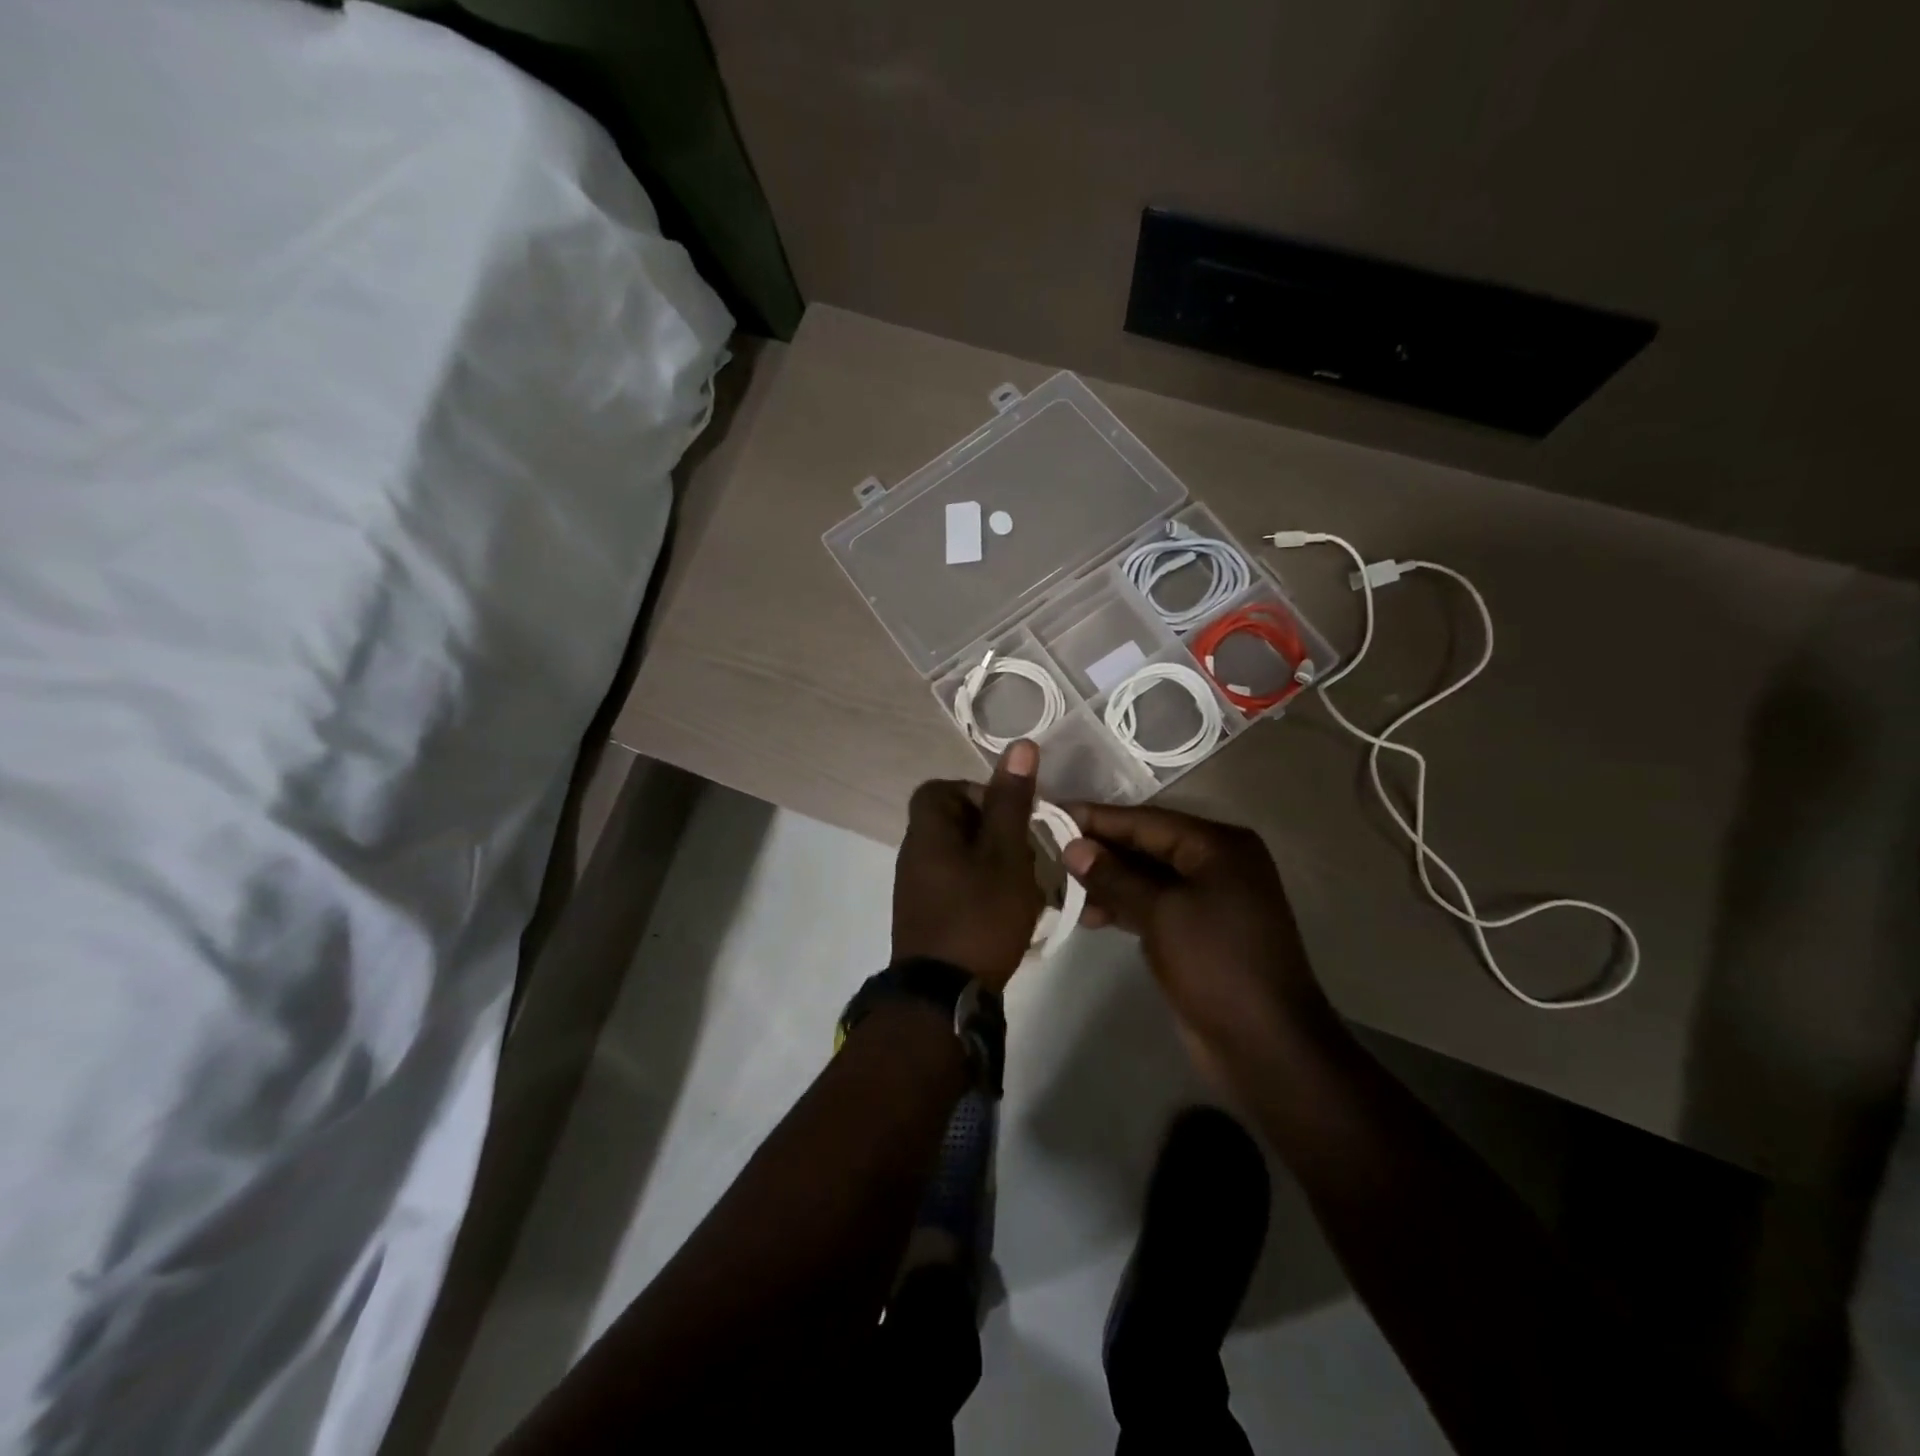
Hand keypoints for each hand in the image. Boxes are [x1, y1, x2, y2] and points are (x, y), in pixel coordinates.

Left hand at [892, 741, 1044, 990]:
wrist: (944, 996)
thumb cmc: (979, 915)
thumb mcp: (1005, 854)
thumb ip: (1011, 801)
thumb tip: (1019, 745)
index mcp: (927, 831)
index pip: (940, 789)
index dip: (976, 792)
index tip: (1010, 814)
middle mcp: (913, 854)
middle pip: (952, 822)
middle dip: (993, 830)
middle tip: (1024, 850)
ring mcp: (916, 888)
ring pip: (957, 856)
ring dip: (991, 861)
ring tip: (1023, 882)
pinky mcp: (926, 916)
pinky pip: (955, 884)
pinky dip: (981, 887)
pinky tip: (1007, 908)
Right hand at [1062, 804, 1334, 1064]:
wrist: (1265, 1045)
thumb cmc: (1215, 964)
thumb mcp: (1160, 913)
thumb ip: (1114, 876)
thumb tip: (1073, 847)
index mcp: (1219, 846)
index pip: (1147, 821)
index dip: (1098, 818)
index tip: (1053, 812)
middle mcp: (1217, 863)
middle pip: (1147, 846)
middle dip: (1100, 850)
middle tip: (1048, 848)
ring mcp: (1210, 898)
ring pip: (1147, 878)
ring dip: (1107, 881)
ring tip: (1059, 886)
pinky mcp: (1198, 930)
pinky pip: (1154, 905)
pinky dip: (1123, 906)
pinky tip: (1087, 914)